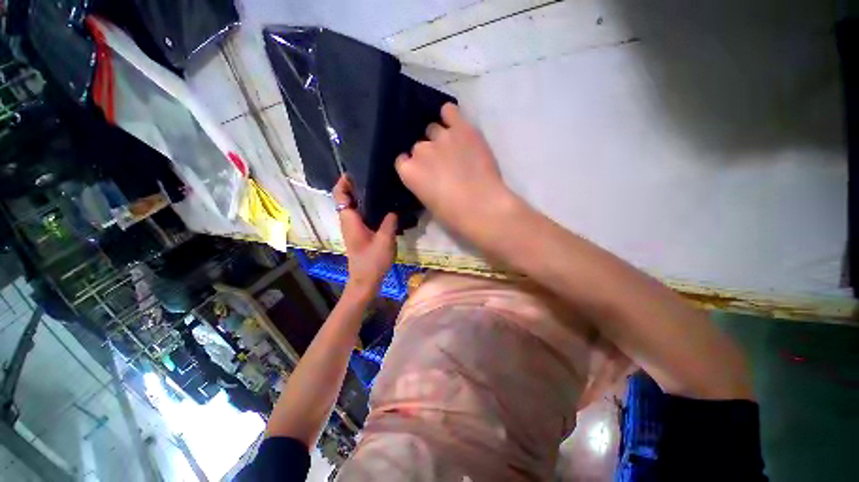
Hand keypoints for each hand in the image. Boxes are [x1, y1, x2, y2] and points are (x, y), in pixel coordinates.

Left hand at [333, 175, 397, 295]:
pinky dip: (366, 206)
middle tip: (373, 177)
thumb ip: (389, 222)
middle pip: (346, 198)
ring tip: (379, 188)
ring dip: (362, 196)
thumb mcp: (384, 240)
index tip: (355, 171)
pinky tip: (383, 206)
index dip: (344, 181)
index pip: (340, 195)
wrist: (365, 280)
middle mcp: (348, 221)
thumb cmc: (372, 261)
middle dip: (355, 185)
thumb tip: (394, 209)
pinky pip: (360, 214)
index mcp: (350, 220)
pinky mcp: (359, 233)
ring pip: (353, 206)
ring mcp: (352, 227)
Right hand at [395, 103, 517, 236]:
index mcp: (408, 172)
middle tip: (442, 164)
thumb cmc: (453, 214)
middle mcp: (420, 150)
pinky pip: (450, 111)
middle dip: (428, 154)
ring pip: (433, 129)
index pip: (402, 160)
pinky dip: (451, 116)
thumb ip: (422, 184)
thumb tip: (427, 177)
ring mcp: (441, 137)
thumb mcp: (428, 203)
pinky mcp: (462, 128)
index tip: (423, 172)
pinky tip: (455, 124)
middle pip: (419, 146)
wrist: (481, 206)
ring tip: (453, 148)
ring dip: (440, 138)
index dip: (413, 166)